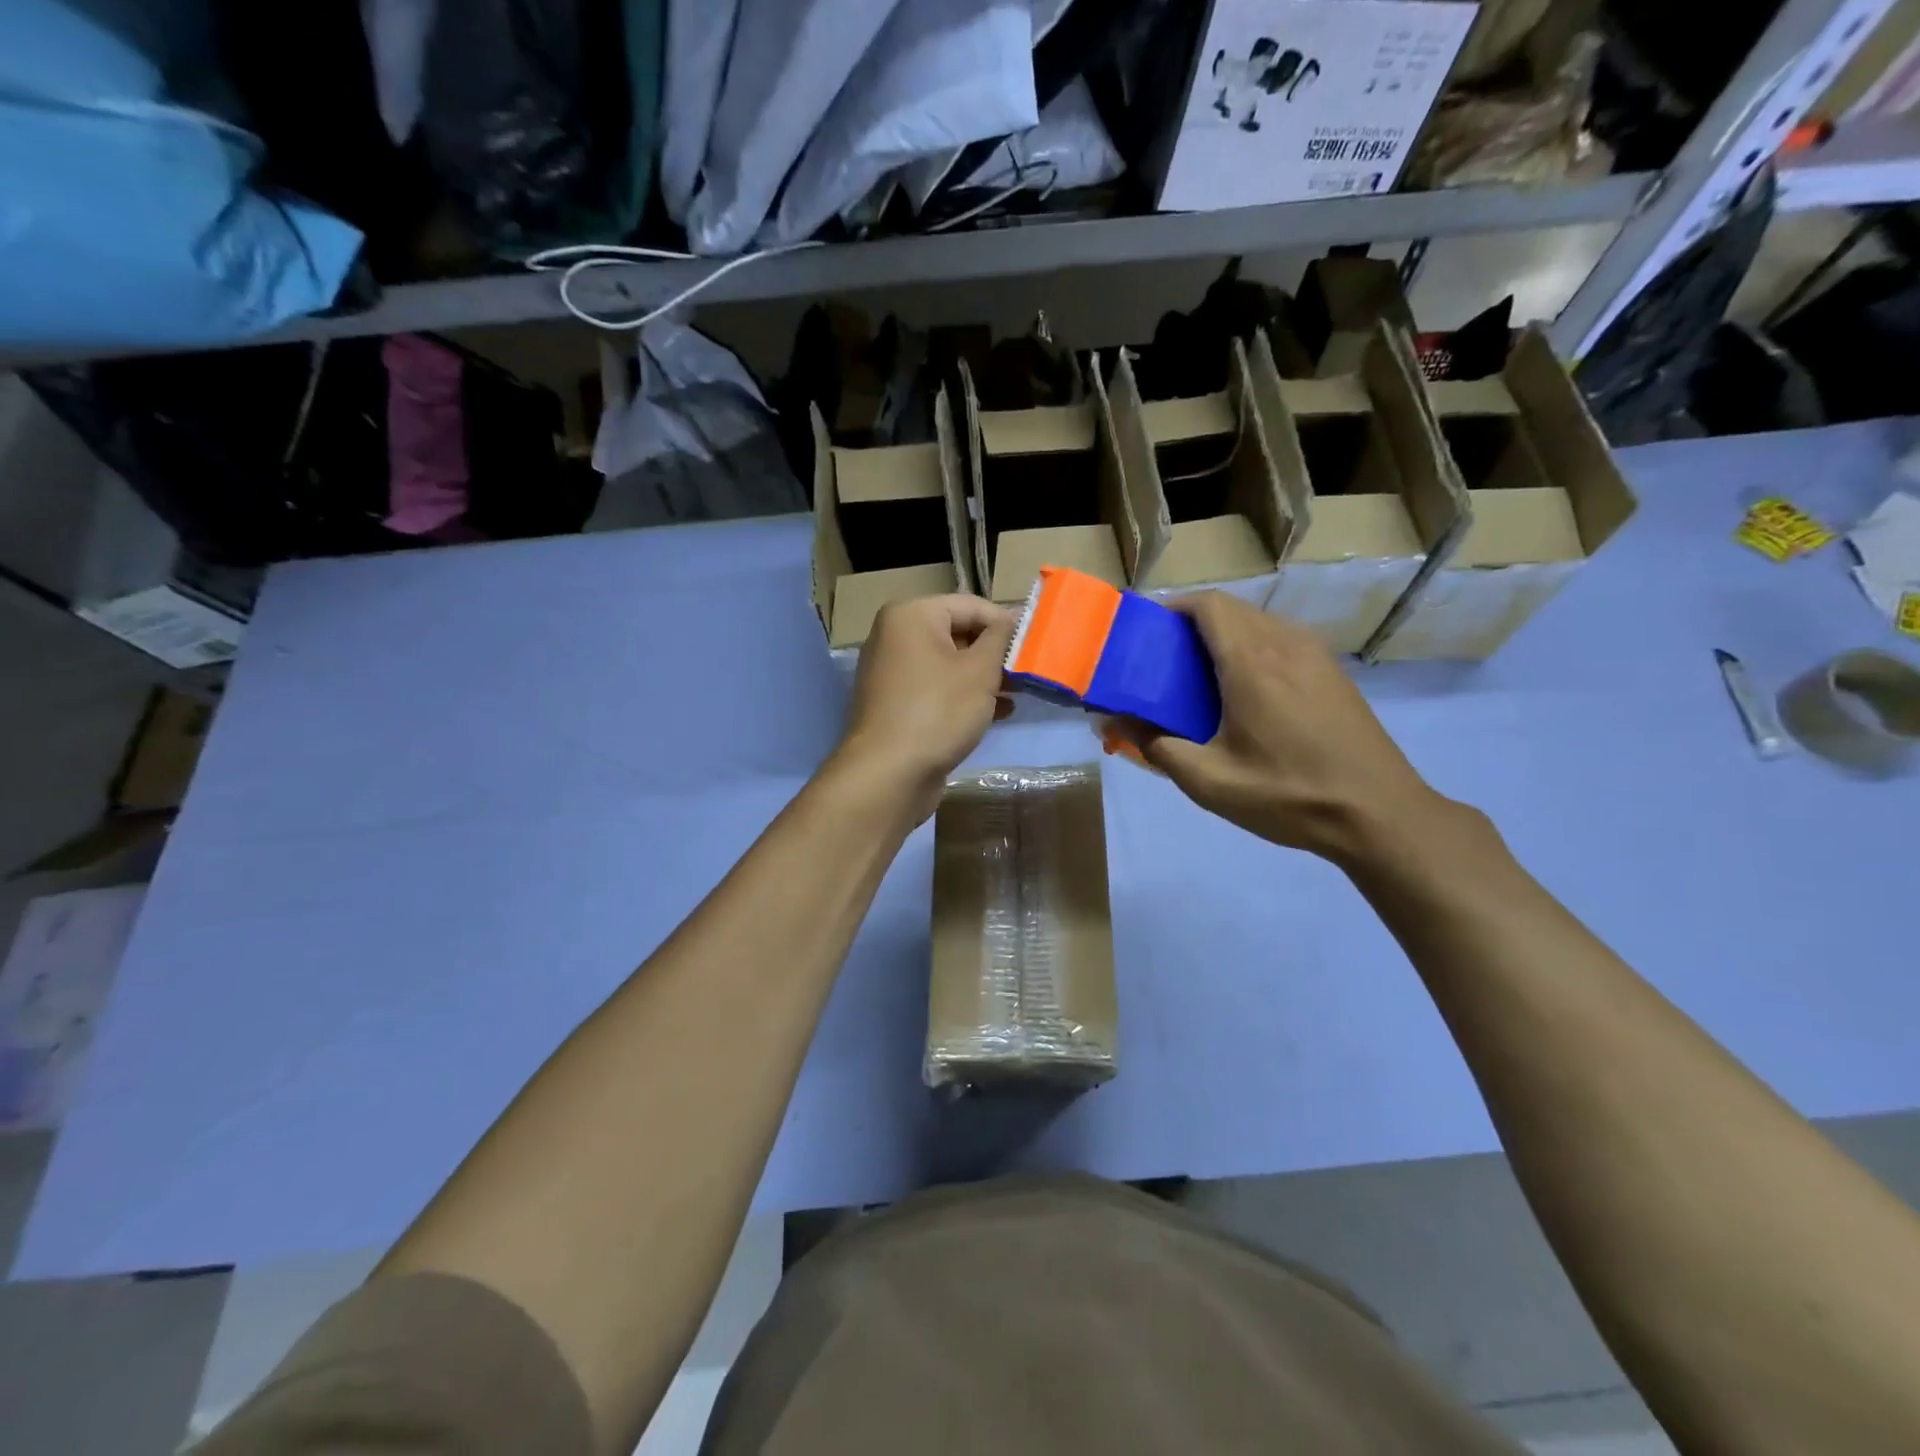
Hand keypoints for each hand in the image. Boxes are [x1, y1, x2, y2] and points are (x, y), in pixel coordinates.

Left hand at [831, 595, 1014, 821]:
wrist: (889, 774)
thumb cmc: (938, 711)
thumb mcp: (980, 671)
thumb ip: (1001, 639)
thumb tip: (1012, 618)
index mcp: (910, 616)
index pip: (971, 606)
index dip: (1007, 624)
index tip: (1036, 646)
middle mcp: (895, 637)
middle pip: (958, 633)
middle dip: (995, 654)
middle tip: (1029, 673)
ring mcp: (892, 673)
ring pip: (949, 665)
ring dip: (985, 678)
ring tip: (1020, 695)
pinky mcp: (896, 705)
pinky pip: (937, 689)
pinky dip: (965, 696)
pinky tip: (997, 713)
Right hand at [1132, 593, 1444, 861]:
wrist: (1378, 815)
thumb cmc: (1288, 795)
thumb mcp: (1209, 781)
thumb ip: (1156, 746)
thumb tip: (1116, 722)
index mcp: (1252, 662)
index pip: (1208, 604)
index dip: (1173, 609)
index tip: (1147, 636)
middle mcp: (1285, 644)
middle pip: (1231, 609)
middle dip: (1191, 625)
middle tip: (1165, 664)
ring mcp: (1316, 656)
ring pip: (1259, 623)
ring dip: (1224, 637)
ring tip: (1200, 680)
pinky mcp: (1333, 674)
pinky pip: (1282, 642)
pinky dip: (1252, 650)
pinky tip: (1244, 695)